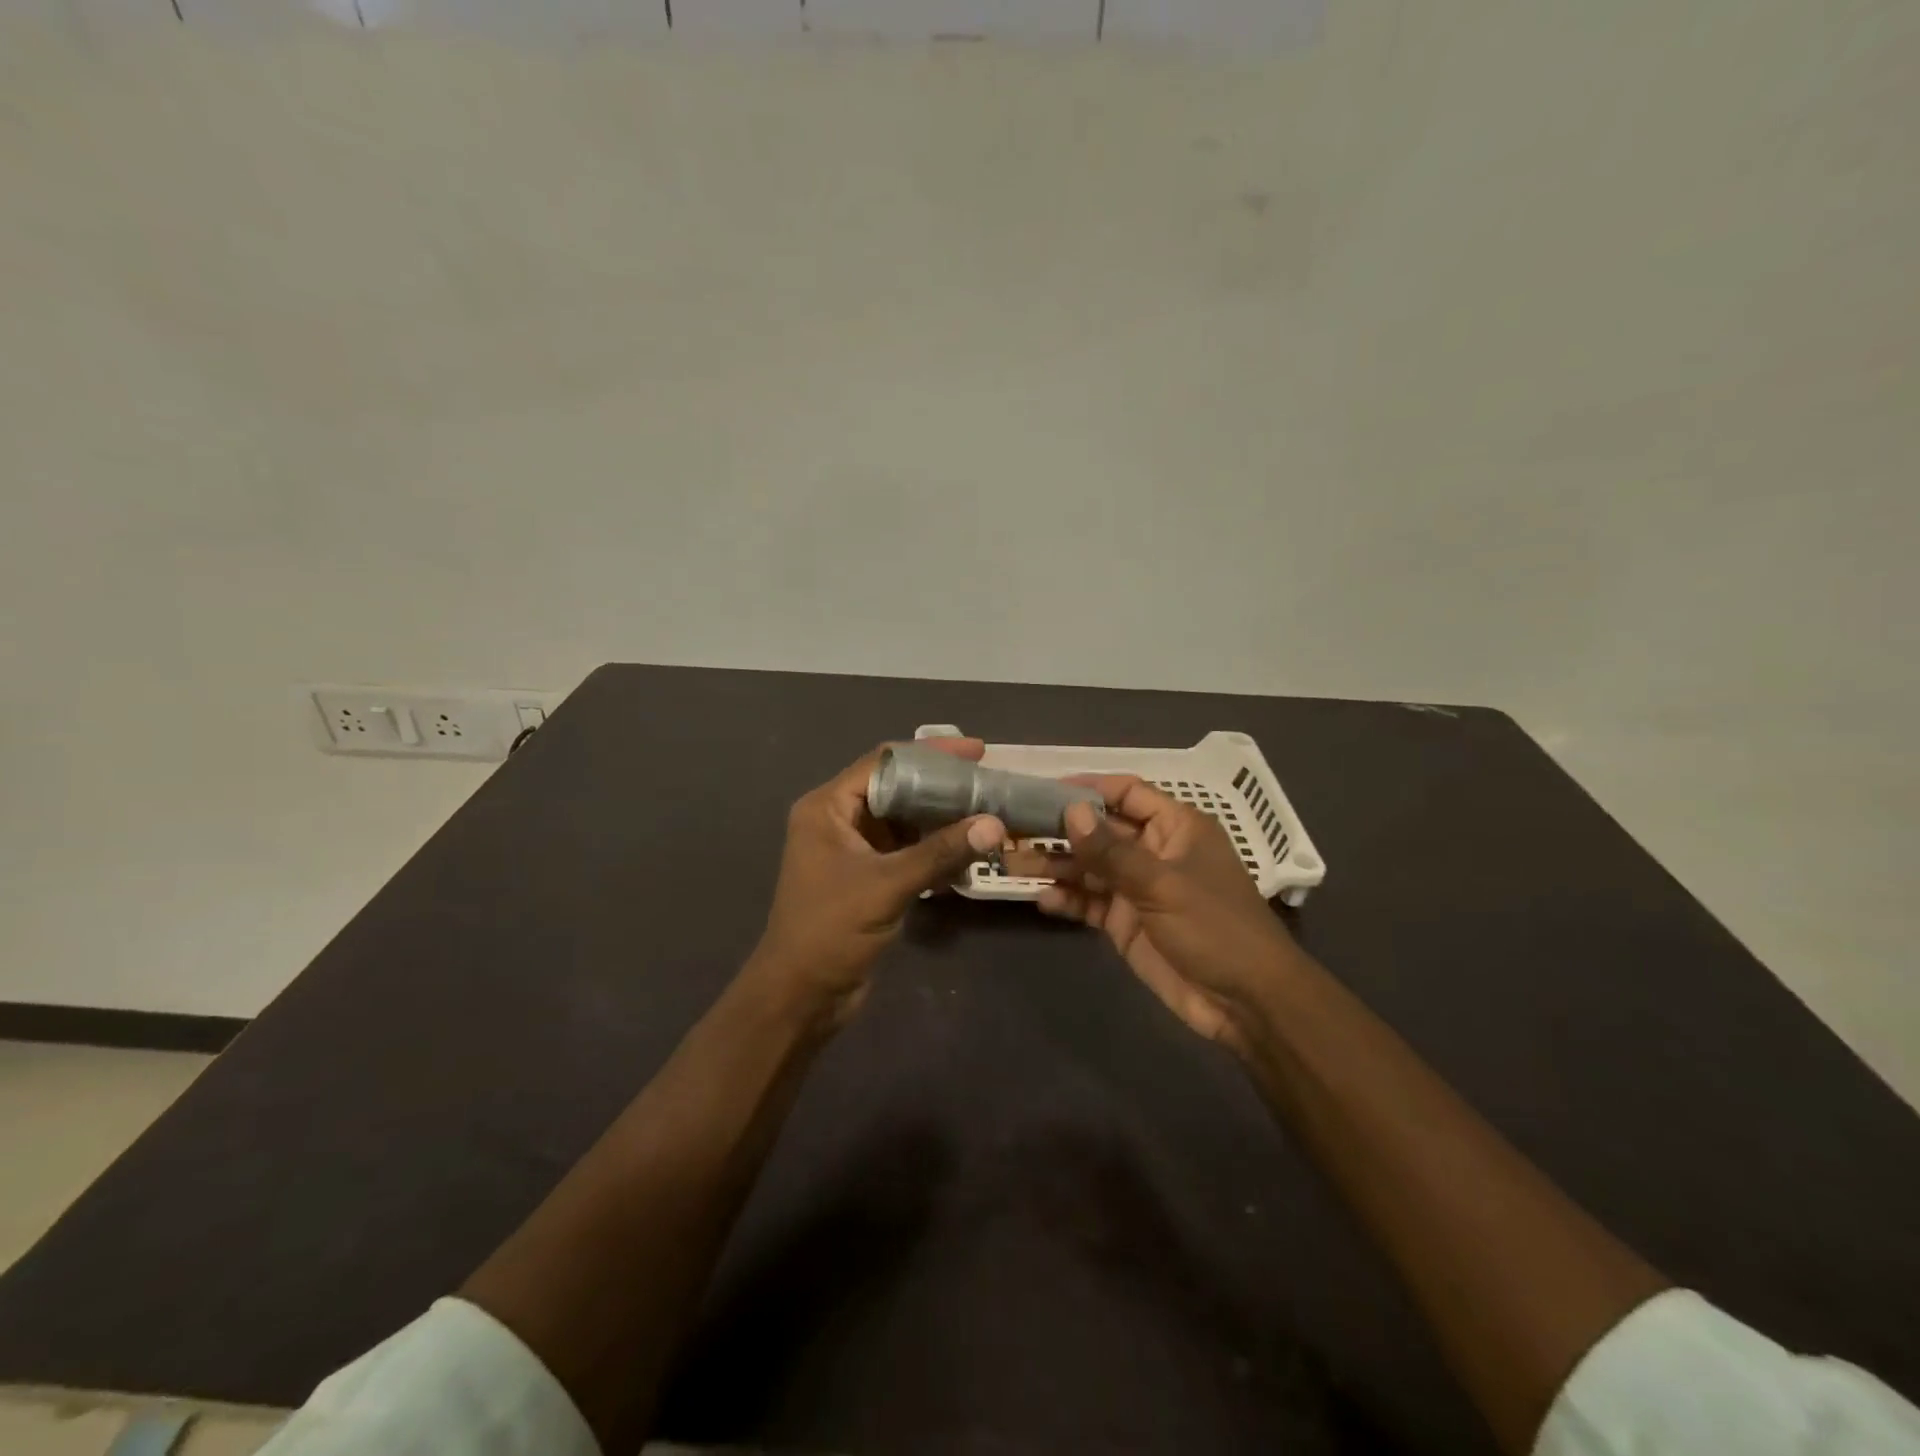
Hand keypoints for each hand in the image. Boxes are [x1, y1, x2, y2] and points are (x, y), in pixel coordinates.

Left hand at [747, 740, 1007, 1026]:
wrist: (801, 996)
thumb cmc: (831, 930)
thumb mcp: (887, 885)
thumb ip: (940, 852)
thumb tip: (994, 824)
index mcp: (828, 807)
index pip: (884, 763)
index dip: (931, 753)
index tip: (976, 752)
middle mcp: (838, 820)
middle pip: (896, 789)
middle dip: (941, 787)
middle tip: (988, 783)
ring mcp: (852, 850)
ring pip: (904, 822)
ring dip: (941, 820)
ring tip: (987, 813)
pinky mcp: (867, 877)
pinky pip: (906, 851)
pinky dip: (934, 850)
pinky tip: (968, 852)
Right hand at [1008, 776, 1304, 1052]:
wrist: (1246, 1003)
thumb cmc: (1215, 928)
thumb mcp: (1162, 885)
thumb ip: (1111, 851)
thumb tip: (1069, 809)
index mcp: (1175, 827)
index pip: (1126, 793)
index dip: (1087, 788)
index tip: (1042, 789)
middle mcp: (1152, 851)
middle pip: (1098, 831)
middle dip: (1058, 829)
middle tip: (1010, 828)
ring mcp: (1137, 888)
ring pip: (1088, 867)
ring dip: (1053, 865)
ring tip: (1010, 863)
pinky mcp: (1125, 922)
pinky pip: (1089, 903)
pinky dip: (1067, 900)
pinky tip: (1042, 900)